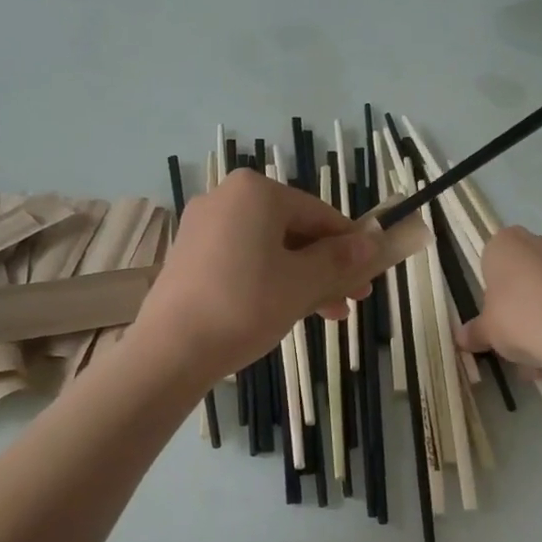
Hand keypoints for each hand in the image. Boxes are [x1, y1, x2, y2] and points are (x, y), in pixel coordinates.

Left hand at [131, 168, 379, 383]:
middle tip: (351, 300)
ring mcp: (203, 226)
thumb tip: (371, 242)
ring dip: (302, 278)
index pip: (320, 214)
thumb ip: (339, 260)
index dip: (350, 246)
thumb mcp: (303, 283)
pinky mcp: (189, 255)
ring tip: (328, 314)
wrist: (171, 350)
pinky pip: (243, 259)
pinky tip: (289, 310)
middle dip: (326, 267)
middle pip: (293, 231)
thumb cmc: (246, 306)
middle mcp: (226, 198)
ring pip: (269, 248)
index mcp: (256, 192)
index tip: (368, 277)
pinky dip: (269, 280)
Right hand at [456, 227, 541, 374]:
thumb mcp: (488, 331)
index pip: (493, 260)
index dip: (492, 291)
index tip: (494, 316)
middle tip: (517, 336)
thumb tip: (463, 338)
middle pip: (527, 273)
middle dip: (523, 303)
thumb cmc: (519, 319)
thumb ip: (476, 332)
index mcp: (507, 243)